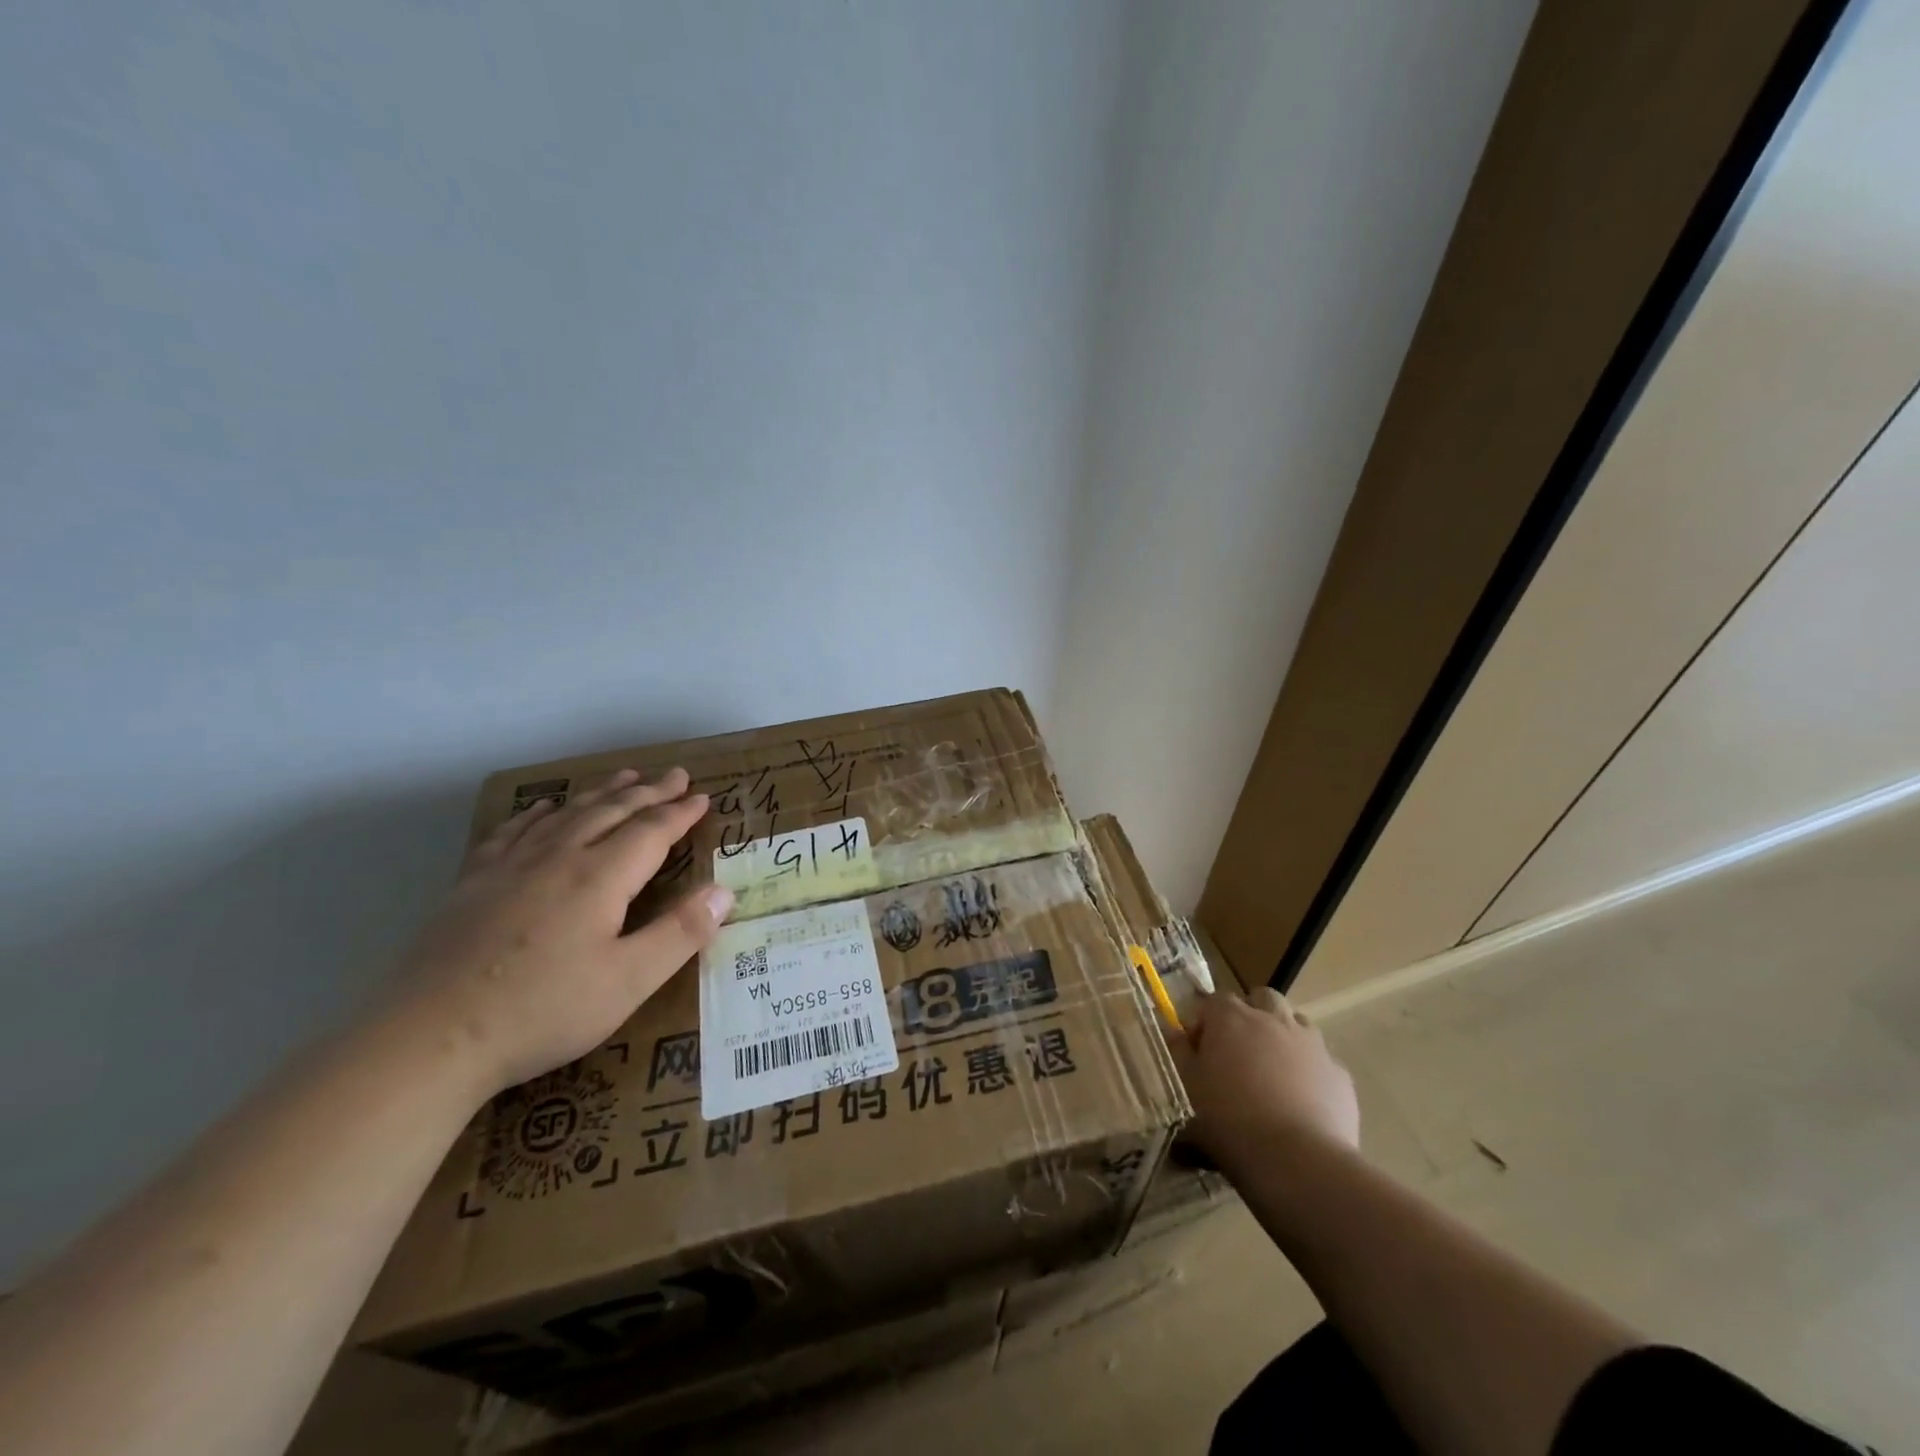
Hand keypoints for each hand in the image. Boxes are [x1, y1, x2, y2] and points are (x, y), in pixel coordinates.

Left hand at [387, 767, 733, 1096]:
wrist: (428, 1039)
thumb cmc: (542, 1011)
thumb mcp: (629, 981)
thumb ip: (681, 933)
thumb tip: (724, 891)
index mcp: (600, 877)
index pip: (651, 831)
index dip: (680, 812)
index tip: (702, 796)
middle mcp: (558, 858)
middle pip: (610, 811)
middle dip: (647, 791)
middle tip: (673, 774)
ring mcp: (509, 867)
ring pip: (565, 814)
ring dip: (600, 793)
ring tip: (623, 777)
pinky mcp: (472, 884)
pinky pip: (513, 832)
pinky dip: (537, 813)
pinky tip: (542, 809)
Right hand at [1168, 987, 1359, 1163]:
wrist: (1297, 1162)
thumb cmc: (1229, 1119)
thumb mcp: (1186, 1086)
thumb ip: (1178, 1052)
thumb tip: (1174, 1032)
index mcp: (1231, 1017)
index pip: (1214, 1000)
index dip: (1204, 1022)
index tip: (1197, 1050)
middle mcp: (1273, 1019)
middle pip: (1262, 998)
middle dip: (1250, 1015)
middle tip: (1239, 1051)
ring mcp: (1312, 1044)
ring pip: (1296, 1024)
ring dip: (1283, 1038)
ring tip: (1272, 1074)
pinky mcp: (1339, 1075)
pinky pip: (1322, 1062)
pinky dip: (1310, 1073)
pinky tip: (1302, 1103)